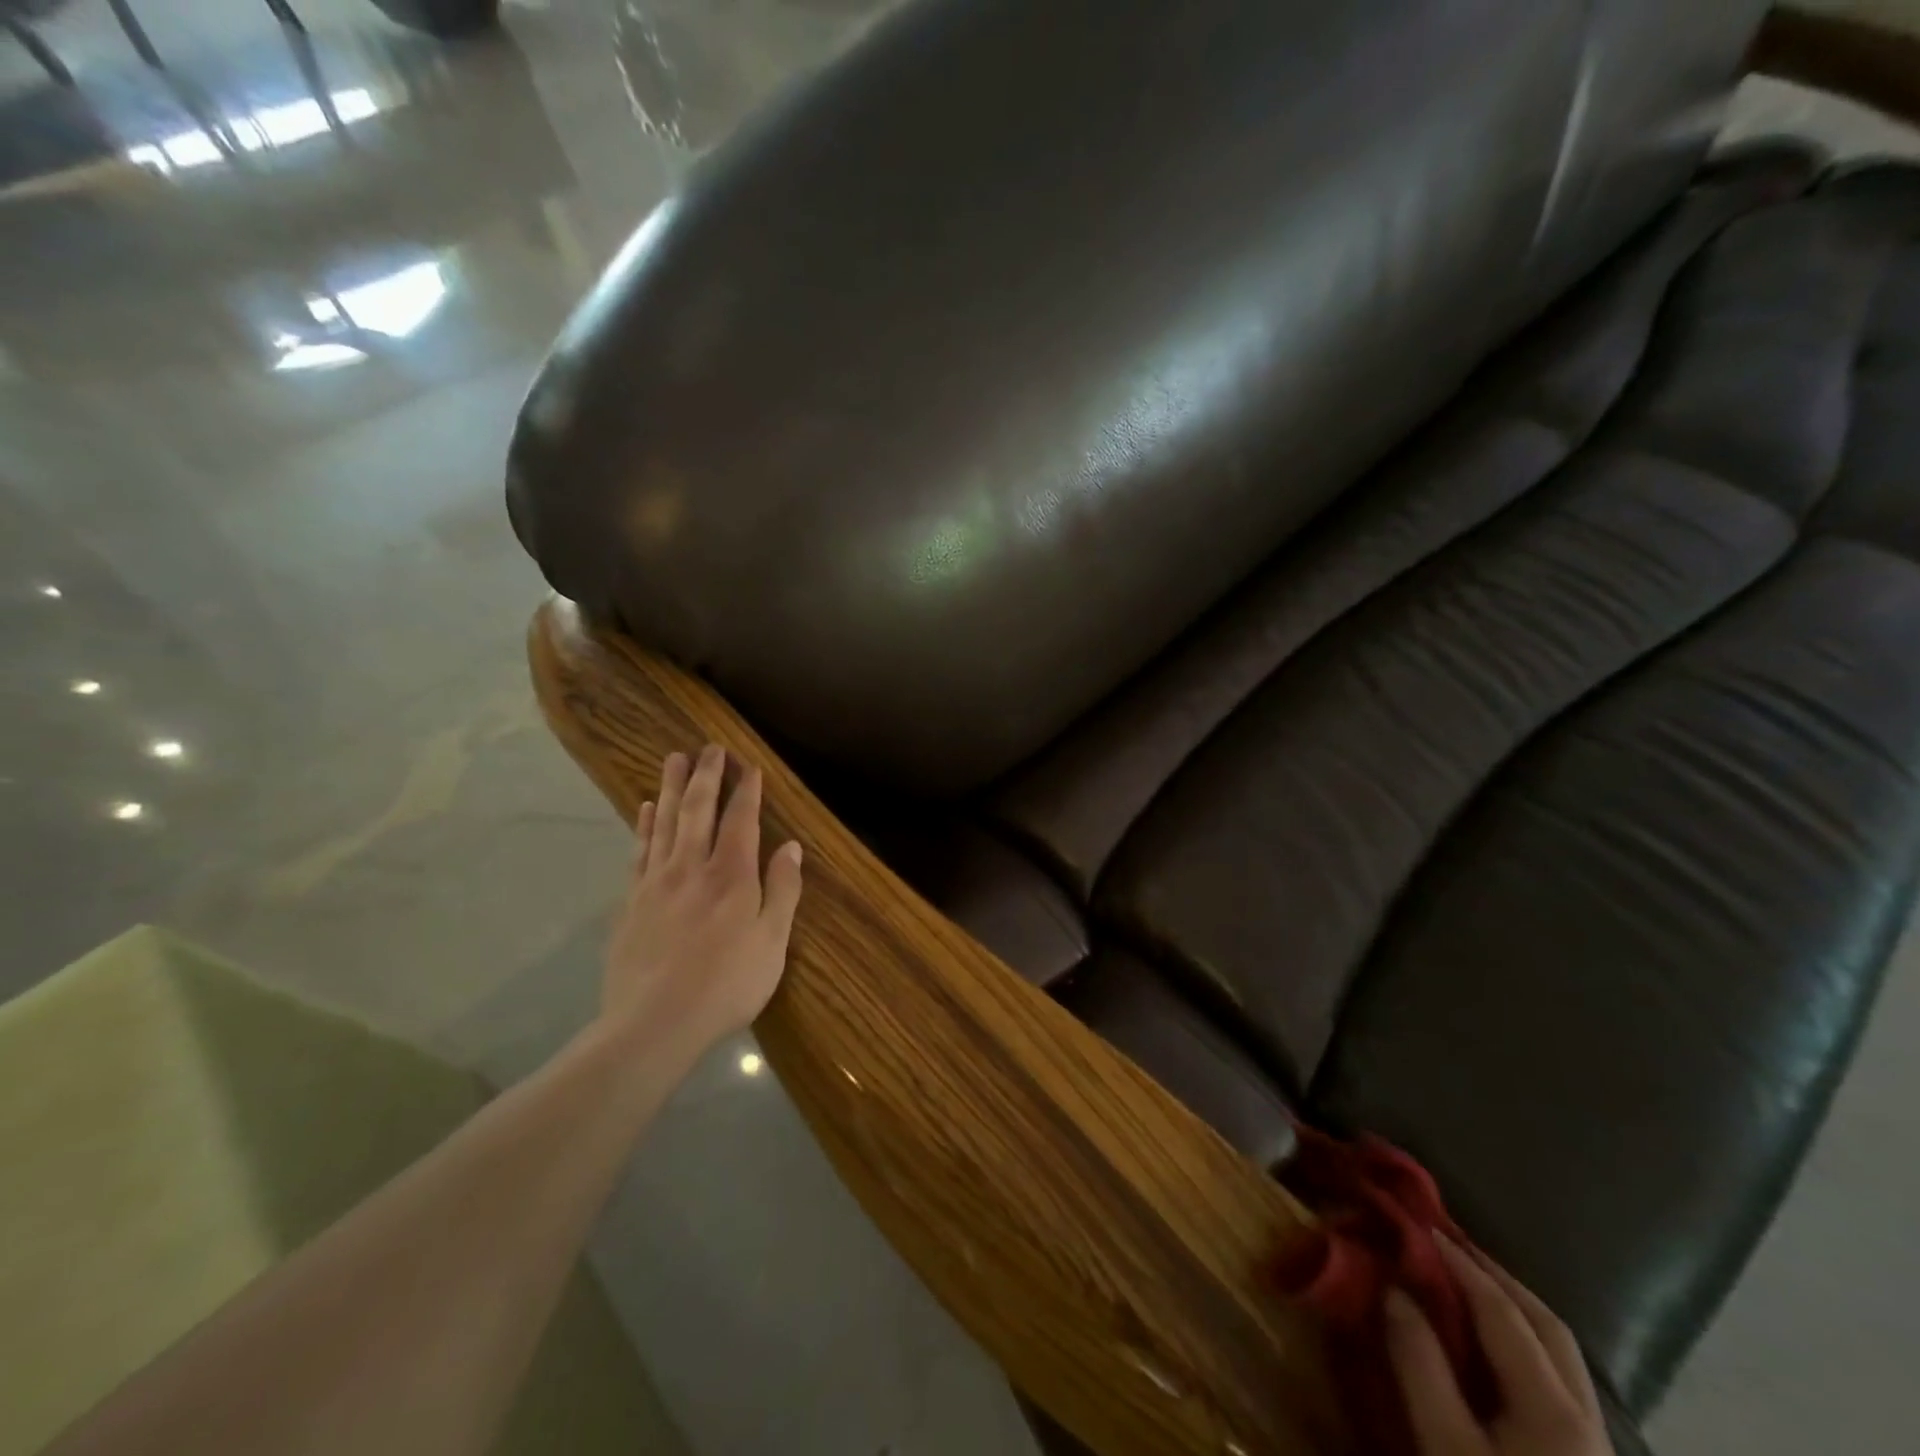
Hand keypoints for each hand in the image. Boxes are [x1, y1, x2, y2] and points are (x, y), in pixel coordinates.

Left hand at [599, 744, 803, 1060]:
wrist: (652, 1024)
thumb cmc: (725, 986)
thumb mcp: (771, 944)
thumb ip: (782, 891)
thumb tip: (791, 847)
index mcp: (731, 876)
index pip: (740, 820)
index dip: (746, 791)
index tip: (749, 765)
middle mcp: (692, 867)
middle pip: (698, 810)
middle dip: (707, 776)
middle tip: (709, 747)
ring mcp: (656, 882)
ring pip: (665, 822)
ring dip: (672, 787)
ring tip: (675, 758)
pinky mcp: (631, 901)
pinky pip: (639, 850)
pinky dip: (645, 824)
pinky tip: (647, 807)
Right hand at [1386, 1236, 1610, 1455]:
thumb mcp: (1446, 1449)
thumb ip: (1420, 1365)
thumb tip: (1394, 1289)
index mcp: (1554, 1410)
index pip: (1502, 1311)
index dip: (1459, 1262)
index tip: (1419, 1225)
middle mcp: (1587, 1419)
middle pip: (1547, 1326)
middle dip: (1497, 1276)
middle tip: (1446, 1243)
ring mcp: (1596, 1447)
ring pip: (1561, 1354)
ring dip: (1513, 1306)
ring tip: (1464, 1280)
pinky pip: (1558, 1379)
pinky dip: (1523, 1341)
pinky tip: (1492, 1343)